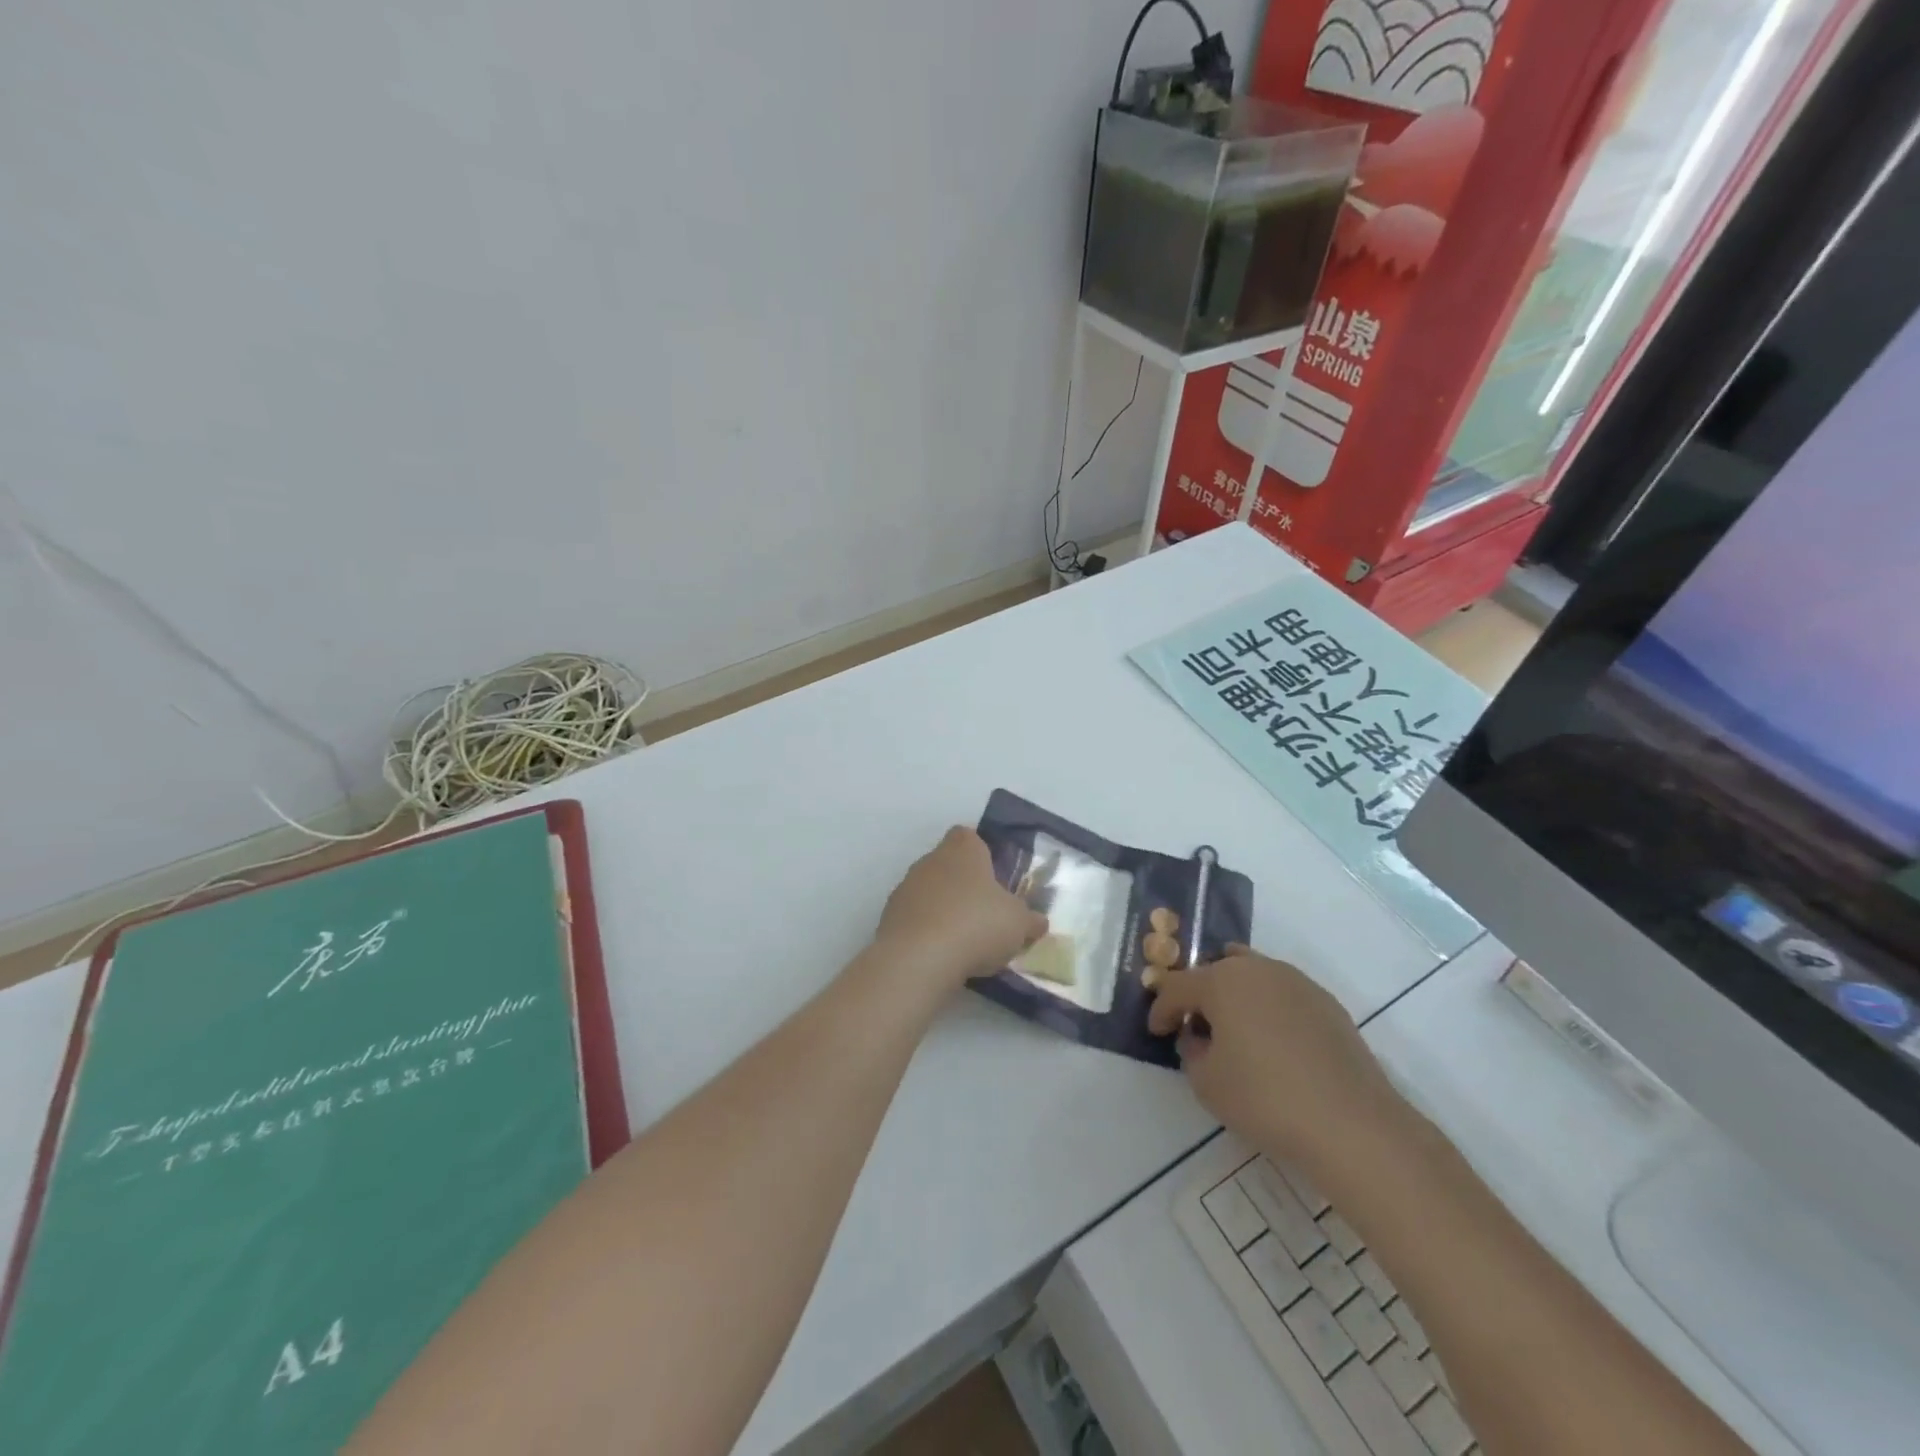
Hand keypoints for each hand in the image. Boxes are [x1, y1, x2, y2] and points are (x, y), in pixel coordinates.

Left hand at [873, 828, 1047, 993]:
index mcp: (963, 850)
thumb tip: (1037, 922)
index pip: (969, 836)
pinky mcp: (889, 917)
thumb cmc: (977, 924)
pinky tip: (941, 955)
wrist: (919, 958)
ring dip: (944, 909)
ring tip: (964, 941)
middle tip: (986, 913)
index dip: (982, 852)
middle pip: (949, 864)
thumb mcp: (1018, 924)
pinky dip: (927, 931)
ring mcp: (906, 887)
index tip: (994, 877)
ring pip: (930, 892)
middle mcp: (931, 860)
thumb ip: (1029, 920)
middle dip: (964, 885)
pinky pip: (915, 918)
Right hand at [1147, 945, 1401, 1171]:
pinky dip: (1269, 1010)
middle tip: (1195, 1025)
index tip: (1156, 1030)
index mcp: (1220, 980)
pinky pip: (1283, 995)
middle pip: (1216, 971)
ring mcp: (1296, 982)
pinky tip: (1273, 1043)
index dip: (1161, 1010)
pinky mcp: (1327, 1003)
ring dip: (1236, 996)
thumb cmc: (1265, 1098)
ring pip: (1253, 976)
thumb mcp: (1206, 1082)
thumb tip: (1200, 1037)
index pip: (1177, 987)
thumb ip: (1191, 1050)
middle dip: (1200, 995)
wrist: (1352, 1124)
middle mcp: (1257, 969)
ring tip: (1235, 1030)